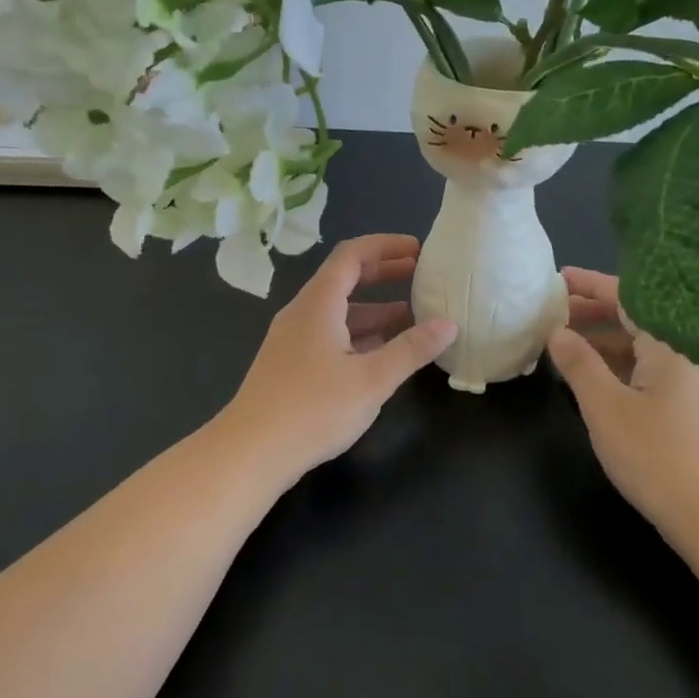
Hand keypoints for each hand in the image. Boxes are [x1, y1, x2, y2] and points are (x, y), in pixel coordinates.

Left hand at [217, 235, 456, 481]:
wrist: (250, 451)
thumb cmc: (313, 409)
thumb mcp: (371, 380)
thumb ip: (411, 349)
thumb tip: (448, 324)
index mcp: (318, 303)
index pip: (352, 255)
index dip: (386, 246)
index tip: (419, 249)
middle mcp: (302, 313)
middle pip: (345, 279)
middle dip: (384, 274)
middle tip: (422, 276)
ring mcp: (293, 339)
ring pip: (339, 312)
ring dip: (374, 310)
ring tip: (414, 318)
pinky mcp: (291, 365)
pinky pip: (330, 335)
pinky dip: (359, 335)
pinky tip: (383, 354)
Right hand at [548, 268, 698, 554]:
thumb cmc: (659, 456)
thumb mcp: (606, 407)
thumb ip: (579, 364)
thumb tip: (557, 331)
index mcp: (669, 344)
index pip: (627, 297)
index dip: (590, 285)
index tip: (557, 278)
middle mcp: (684, 355)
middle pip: (635, 319)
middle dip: (592, 312)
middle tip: (550, 312)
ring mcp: (690, 384)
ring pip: (640, 348)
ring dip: (601, 341)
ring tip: (561, 343)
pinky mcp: (689, 411)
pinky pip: (646, 372)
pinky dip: (615, 366)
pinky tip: (590, 379)